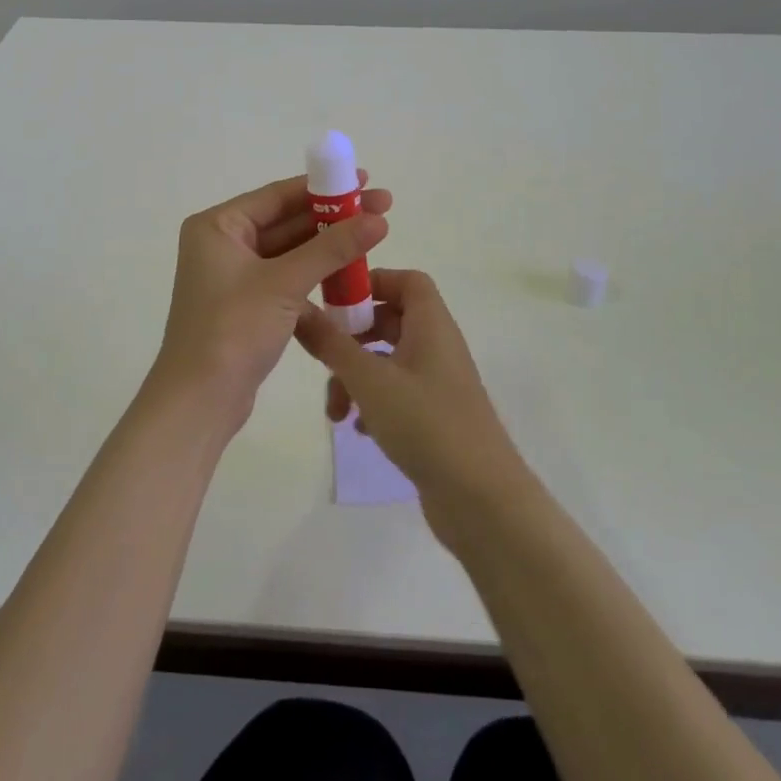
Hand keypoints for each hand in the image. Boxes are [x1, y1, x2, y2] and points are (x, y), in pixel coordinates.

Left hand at [150, 173, 390, 434]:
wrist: (199, 402)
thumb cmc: (232, 329)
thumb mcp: (285, 283)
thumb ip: (332, 248)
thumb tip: (379, 218)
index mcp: (218, 226)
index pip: (278, 196)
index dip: (324, 187)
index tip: (364, 180)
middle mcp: (222, 243)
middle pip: (286, 221)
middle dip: (332, 217)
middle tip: (381, 208)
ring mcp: (233, 275)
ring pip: (289, 251)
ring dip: (327, 246)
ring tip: (373, 237)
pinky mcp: (246, 303)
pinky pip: (286, 277)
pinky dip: (314, 274)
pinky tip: (349, 272)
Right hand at [293, 269, 530, 538]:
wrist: (482, 500)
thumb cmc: (426, 424)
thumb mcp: (369, 380)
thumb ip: (331, 343)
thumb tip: (298, 308)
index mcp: (431, 324)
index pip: (407, 280)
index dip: (372, 282)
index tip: (336, 302)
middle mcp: (438, 346)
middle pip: (391, 320)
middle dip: (352, 338)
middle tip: (324, 356)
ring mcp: (438, 382)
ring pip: (388, 361)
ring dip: (356, 377)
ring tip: (336, 412)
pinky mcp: (436, 416)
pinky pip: (397, 393)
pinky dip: (373, 403)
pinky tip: (359, 429)